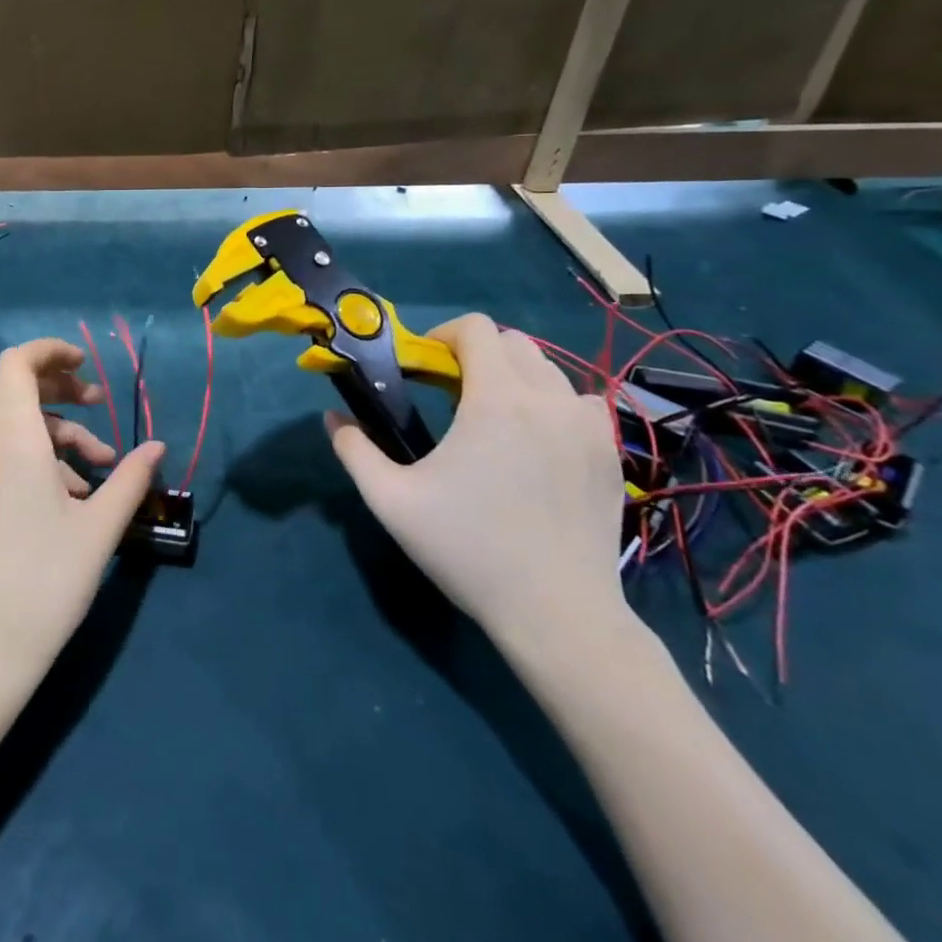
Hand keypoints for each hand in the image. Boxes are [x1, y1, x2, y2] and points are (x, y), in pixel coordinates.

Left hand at [0, 338, 164, 699]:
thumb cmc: (47, 578)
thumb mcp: (101, 525)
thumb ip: (132, 477)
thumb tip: (158, 447)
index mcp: (13, 438)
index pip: (18, 362)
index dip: (52, 351)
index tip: (88, 365)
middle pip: (19, 389)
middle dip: (63, 389)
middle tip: (100, 405)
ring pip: (19, 425)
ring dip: (62, 433)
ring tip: (102, 468)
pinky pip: (8, 453)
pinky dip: (43, 457)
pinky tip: (75, 496)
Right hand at [325, 313, 630, 657]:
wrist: (559, 613)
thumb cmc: (469, 550)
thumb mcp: (391, 501)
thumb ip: (354, 450)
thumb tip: (332, 418)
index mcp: (497, 400)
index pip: (475, 328)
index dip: (442, 335)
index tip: (423, 368)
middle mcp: (549, 399)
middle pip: (512, 342)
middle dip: (476, 354)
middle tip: (450, 394)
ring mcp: (587, 426)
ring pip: (547, 370)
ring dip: (514, 378)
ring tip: (492, 420)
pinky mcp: (609, 454)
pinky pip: (577, 403)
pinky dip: (550, 405)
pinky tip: (534, 445)